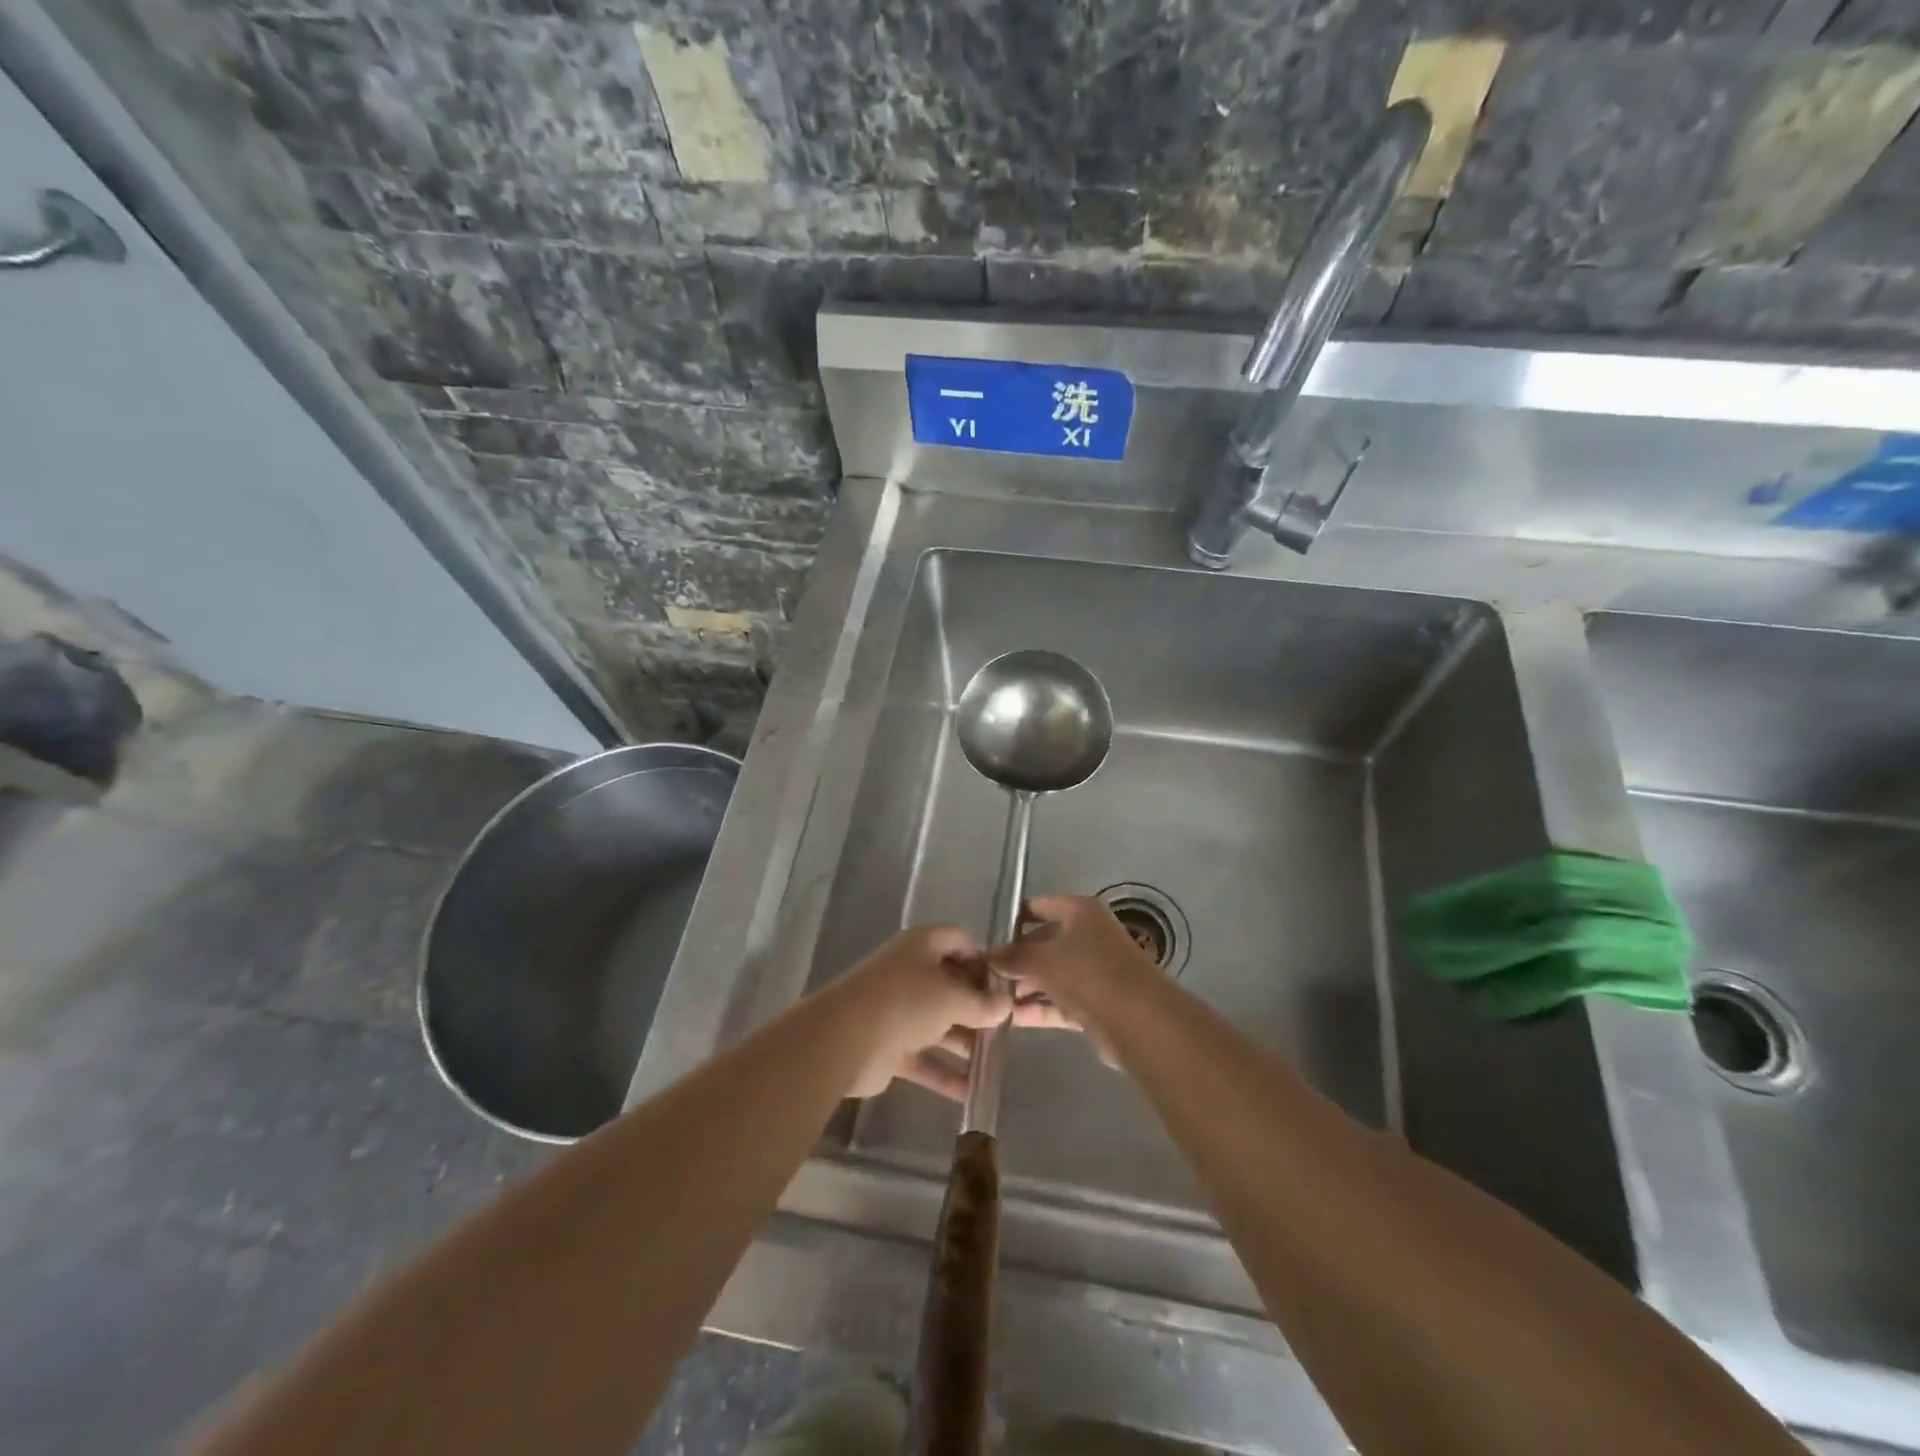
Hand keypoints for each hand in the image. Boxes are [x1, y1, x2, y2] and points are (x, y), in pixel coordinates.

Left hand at [836, 925, 1081, 1100]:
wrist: (845, 1039)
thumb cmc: (905, 1002)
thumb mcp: (952, 998)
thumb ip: (982, 1004)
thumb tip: (1005, 1006)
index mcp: (922, 946)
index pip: (959, 941)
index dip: (983, 961)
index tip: (1005, 988)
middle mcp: (910, 972)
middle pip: (951, 984)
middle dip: (978, 1007)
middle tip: (1006, 1028)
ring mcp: (898, 1010)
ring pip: (939, 1023)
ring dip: (965, 1042)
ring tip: (995, 1062)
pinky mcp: (890, 1045)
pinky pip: (924, 1057)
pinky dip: (945, 1073)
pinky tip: (971, 1093)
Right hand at [988, 896, 1161, 1063]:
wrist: (1139, 1020)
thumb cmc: (1088, 972)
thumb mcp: (1043, 959)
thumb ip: (1013, 956)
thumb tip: (987, 955)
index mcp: (1080, 911)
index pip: (1039, 906)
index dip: (1013, 919)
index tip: (987, 937)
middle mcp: (1088, 936)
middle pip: (1043, 943)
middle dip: (1016, 960)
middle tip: (984, 976)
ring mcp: (1093, 971)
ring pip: (1051, 975)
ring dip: (1024, 988)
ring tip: (992, 1001)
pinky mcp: (1096, 1003)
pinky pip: (1060, 1002)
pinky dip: (1040, 1008)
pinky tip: (1012, 1019)